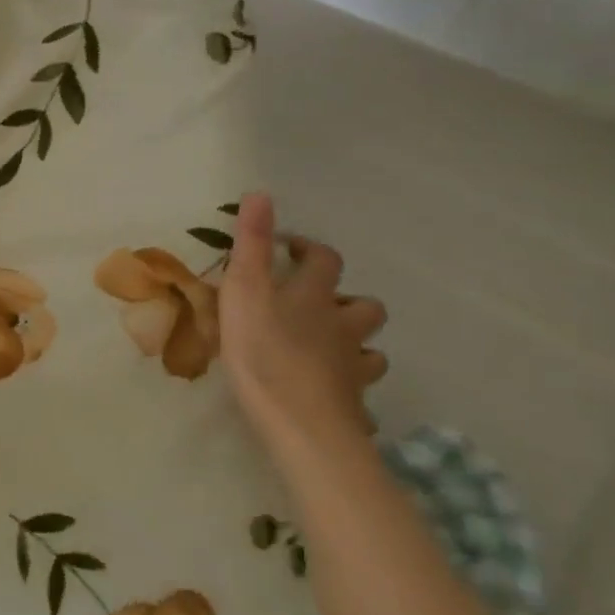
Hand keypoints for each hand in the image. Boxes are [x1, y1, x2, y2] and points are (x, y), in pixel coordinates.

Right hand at [218, 192, 387, 448]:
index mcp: (314, 295)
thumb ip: (250, 242)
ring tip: (327, 350)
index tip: (287, 248)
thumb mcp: (244, 288)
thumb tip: (261, 192)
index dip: (309, 249)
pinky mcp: (352, 405)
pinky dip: (349, 390)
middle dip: (345, 300)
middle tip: (314, 306)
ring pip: (370, 350)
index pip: (325, 260)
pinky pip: (360, 395)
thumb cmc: (264, 349)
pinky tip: (332, 395)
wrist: (301, 422)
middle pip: (364, 306)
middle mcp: (341, 326)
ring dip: (354, 344)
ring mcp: (352, 368)